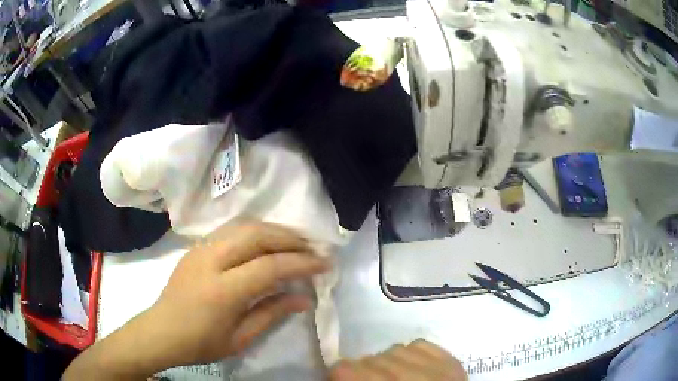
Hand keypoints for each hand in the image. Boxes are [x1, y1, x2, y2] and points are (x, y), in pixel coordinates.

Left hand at [64, 222, 329, 379]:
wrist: (160, 331)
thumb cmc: (199, 343)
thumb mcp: (240, 339)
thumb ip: (272, 313)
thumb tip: (304, 297)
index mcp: (222, 290)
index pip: (270, 266)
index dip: (301, 263)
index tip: (324, 264)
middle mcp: (211, 260)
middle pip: (257, 235)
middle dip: (290, 238)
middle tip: (313, 248)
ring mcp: (200, 249)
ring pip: (244, 226)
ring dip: (274, 230)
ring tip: (295, 242)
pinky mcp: (196, 246)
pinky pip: (231, 230)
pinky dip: (255, 231)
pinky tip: (266, 243)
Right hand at [329, 340, 466, 380]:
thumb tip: (337, 377)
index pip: (343, 368)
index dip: (341, 376)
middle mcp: (404, 377)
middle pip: (368, 359)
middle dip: (366, 373)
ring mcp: (432, 366)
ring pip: (393, 350)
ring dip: (389, 364)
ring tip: (395, 379)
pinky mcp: (450, 361)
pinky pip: (419, 345)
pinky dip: (412, 355)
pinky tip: (414, 369)